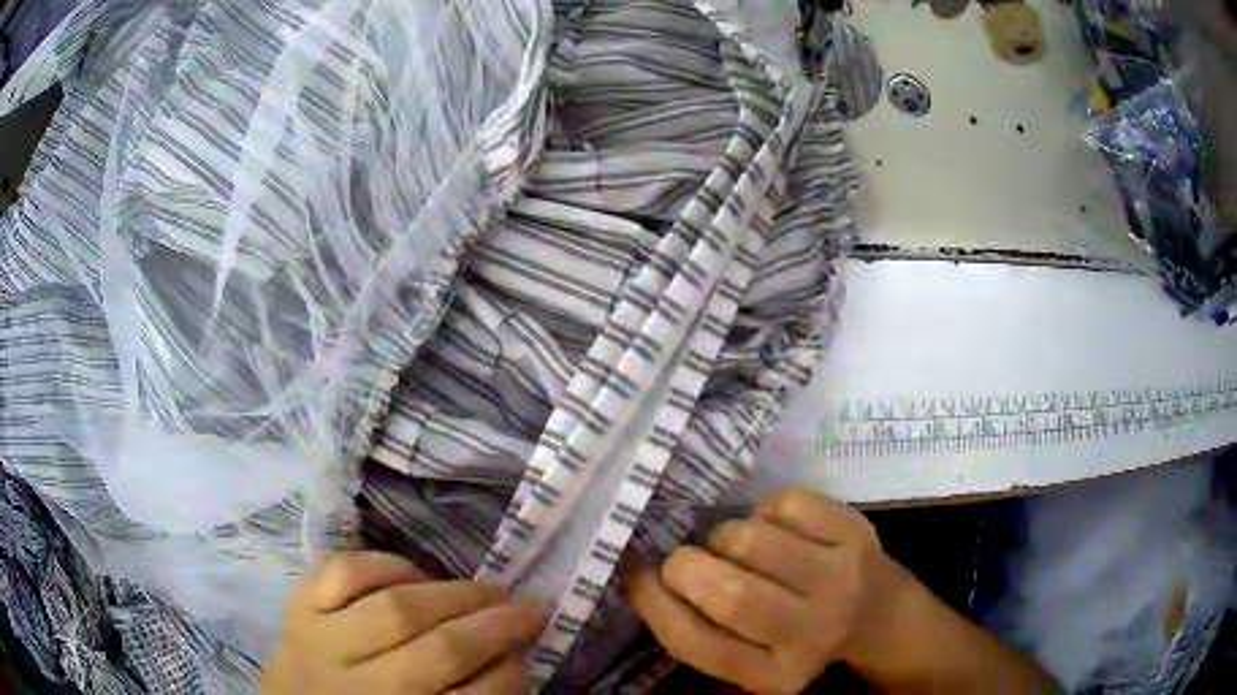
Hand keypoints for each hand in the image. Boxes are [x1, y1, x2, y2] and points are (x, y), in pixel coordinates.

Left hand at [261, 552, 544, 694]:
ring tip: (485, 591)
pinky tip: (413, 574)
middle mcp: (366, 689)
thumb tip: (513, 657)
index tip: (530, 650)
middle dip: (496, 626)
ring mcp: (325, 643)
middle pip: (441, 651)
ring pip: (397, 609)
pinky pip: (344, 573)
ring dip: (453, 594)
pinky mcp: (299, 607)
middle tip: (527, 610)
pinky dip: (386, 565)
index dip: (513, 672)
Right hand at [626, 489, 916, 694]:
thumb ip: (699, 631)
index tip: (636, 579)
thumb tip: (639, 577)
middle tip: (681, 561)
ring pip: (753, 539)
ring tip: (733, 547)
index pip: (699, 644)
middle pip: (731, 594)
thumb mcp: (750, 657)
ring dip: (725, 536)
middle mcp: (814, 633)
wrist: (880, 613)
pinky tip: (775, 529)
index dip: (656, 605)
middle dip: (685, 567)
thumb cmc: (798, 637)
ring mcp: (842, 578)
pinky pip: (786, 503)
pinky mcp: (857, 532)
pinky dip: (765, 510)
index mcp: (776, 675)